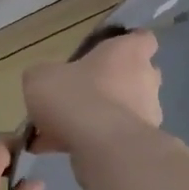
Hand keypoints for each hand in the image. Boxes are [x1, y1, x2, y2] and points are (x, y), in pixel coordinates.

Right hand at [21, 29, 162, 156]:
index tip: (107, 52)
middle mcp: (145, 80)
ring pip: (122, 111)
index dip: (127, 44)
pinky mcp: (138, 145)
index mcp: (128, 53)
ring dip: (98, 118)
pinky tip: (55, 150)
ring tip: (59, 130)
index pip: (143, 39)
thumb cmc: (76, 96)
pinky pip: (111, 139)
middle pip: (136, 77)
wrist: (101, 148)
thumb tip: (47, 81)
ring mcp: (147, 115)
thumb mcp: (41, 77)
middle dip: (112, 85)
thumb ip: (46, 75)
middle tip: (80, 94)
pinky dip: (89, 143)